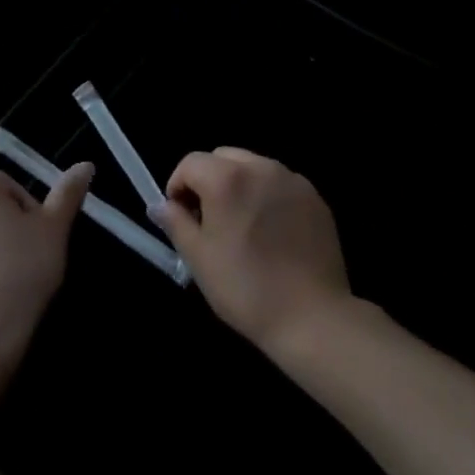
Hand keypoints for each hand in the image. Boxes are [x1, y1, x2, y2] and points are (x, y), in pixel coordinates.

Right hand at [159, 148, 351, 358]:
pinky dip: (268, 196)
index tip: (180, 217)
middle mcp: (261, 167)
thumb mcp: (199, 259)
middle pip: (223, 157)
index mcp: (227, 178)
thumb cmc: (245, 289)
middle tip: (209, 220)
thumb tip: (160, 205)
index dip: (178, 186)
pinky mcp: (314, 196)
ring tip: (243, 227)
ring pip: (254, 167)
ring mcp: (292, 179)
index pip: (191, 163)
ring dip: (240, 185)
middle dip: (209, 180)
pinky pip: (281, 184)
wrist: (311, 316)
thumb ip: (176, 223)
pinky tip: (273, 234)